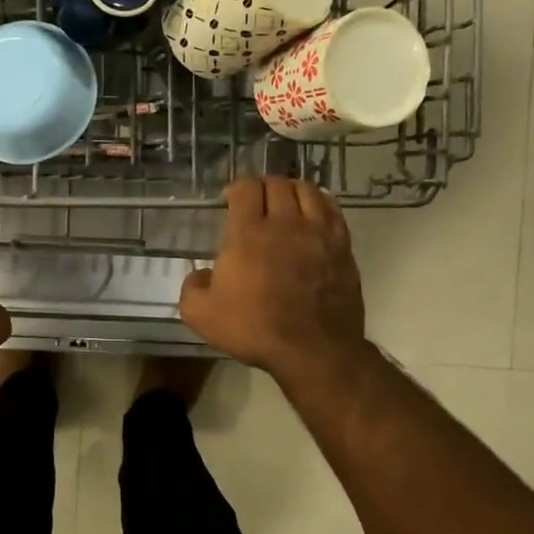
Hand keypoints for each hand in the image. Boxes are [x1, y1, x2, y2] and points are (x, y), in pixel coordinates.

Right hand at [179, 177, 369, 381]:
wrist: (313, 349)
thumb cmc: (255, 329)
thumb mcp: (202, 315)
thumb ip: (192, 288)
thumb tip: (201, 276)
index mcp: (248, 233)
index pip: (246, 187)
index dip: (236, 188)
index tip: (229, 202)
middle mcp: (285, 223)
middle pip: (276, 183)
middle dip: (262, 187)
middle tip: (254, 203)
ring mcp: (318, 232)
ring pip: (306, 190)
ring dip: (291, 190)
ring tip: (284, 203)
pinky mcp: (342, 246)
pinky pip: (331, 209)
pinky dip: (319, 202)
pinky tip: (312, 213)